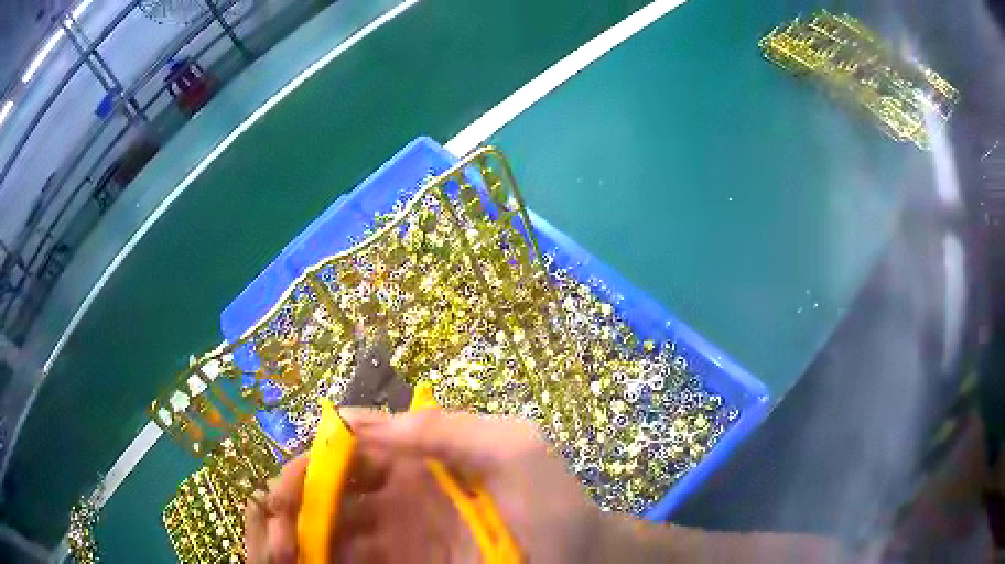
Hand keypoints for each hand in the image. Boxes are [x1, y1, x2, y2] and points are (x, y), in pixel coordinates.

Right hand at [245, 409, 601, 562]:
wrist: (579, 560)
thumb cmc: (551, 504)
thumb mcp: (513, 449)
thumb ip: (447, 428)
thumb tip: (358, 420)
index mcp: (415, 459)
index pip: (346, 450)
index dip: (312, 463)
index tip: (287, 491)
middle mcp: (395, 497)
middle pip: (327, 493)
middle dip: (295, 504)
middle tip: (279, 530)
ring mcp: (396, 538)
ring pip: (330, 531)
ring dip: (301, 539)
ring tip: (284, 555)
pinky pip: (352, 563)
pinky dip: (324, 562)